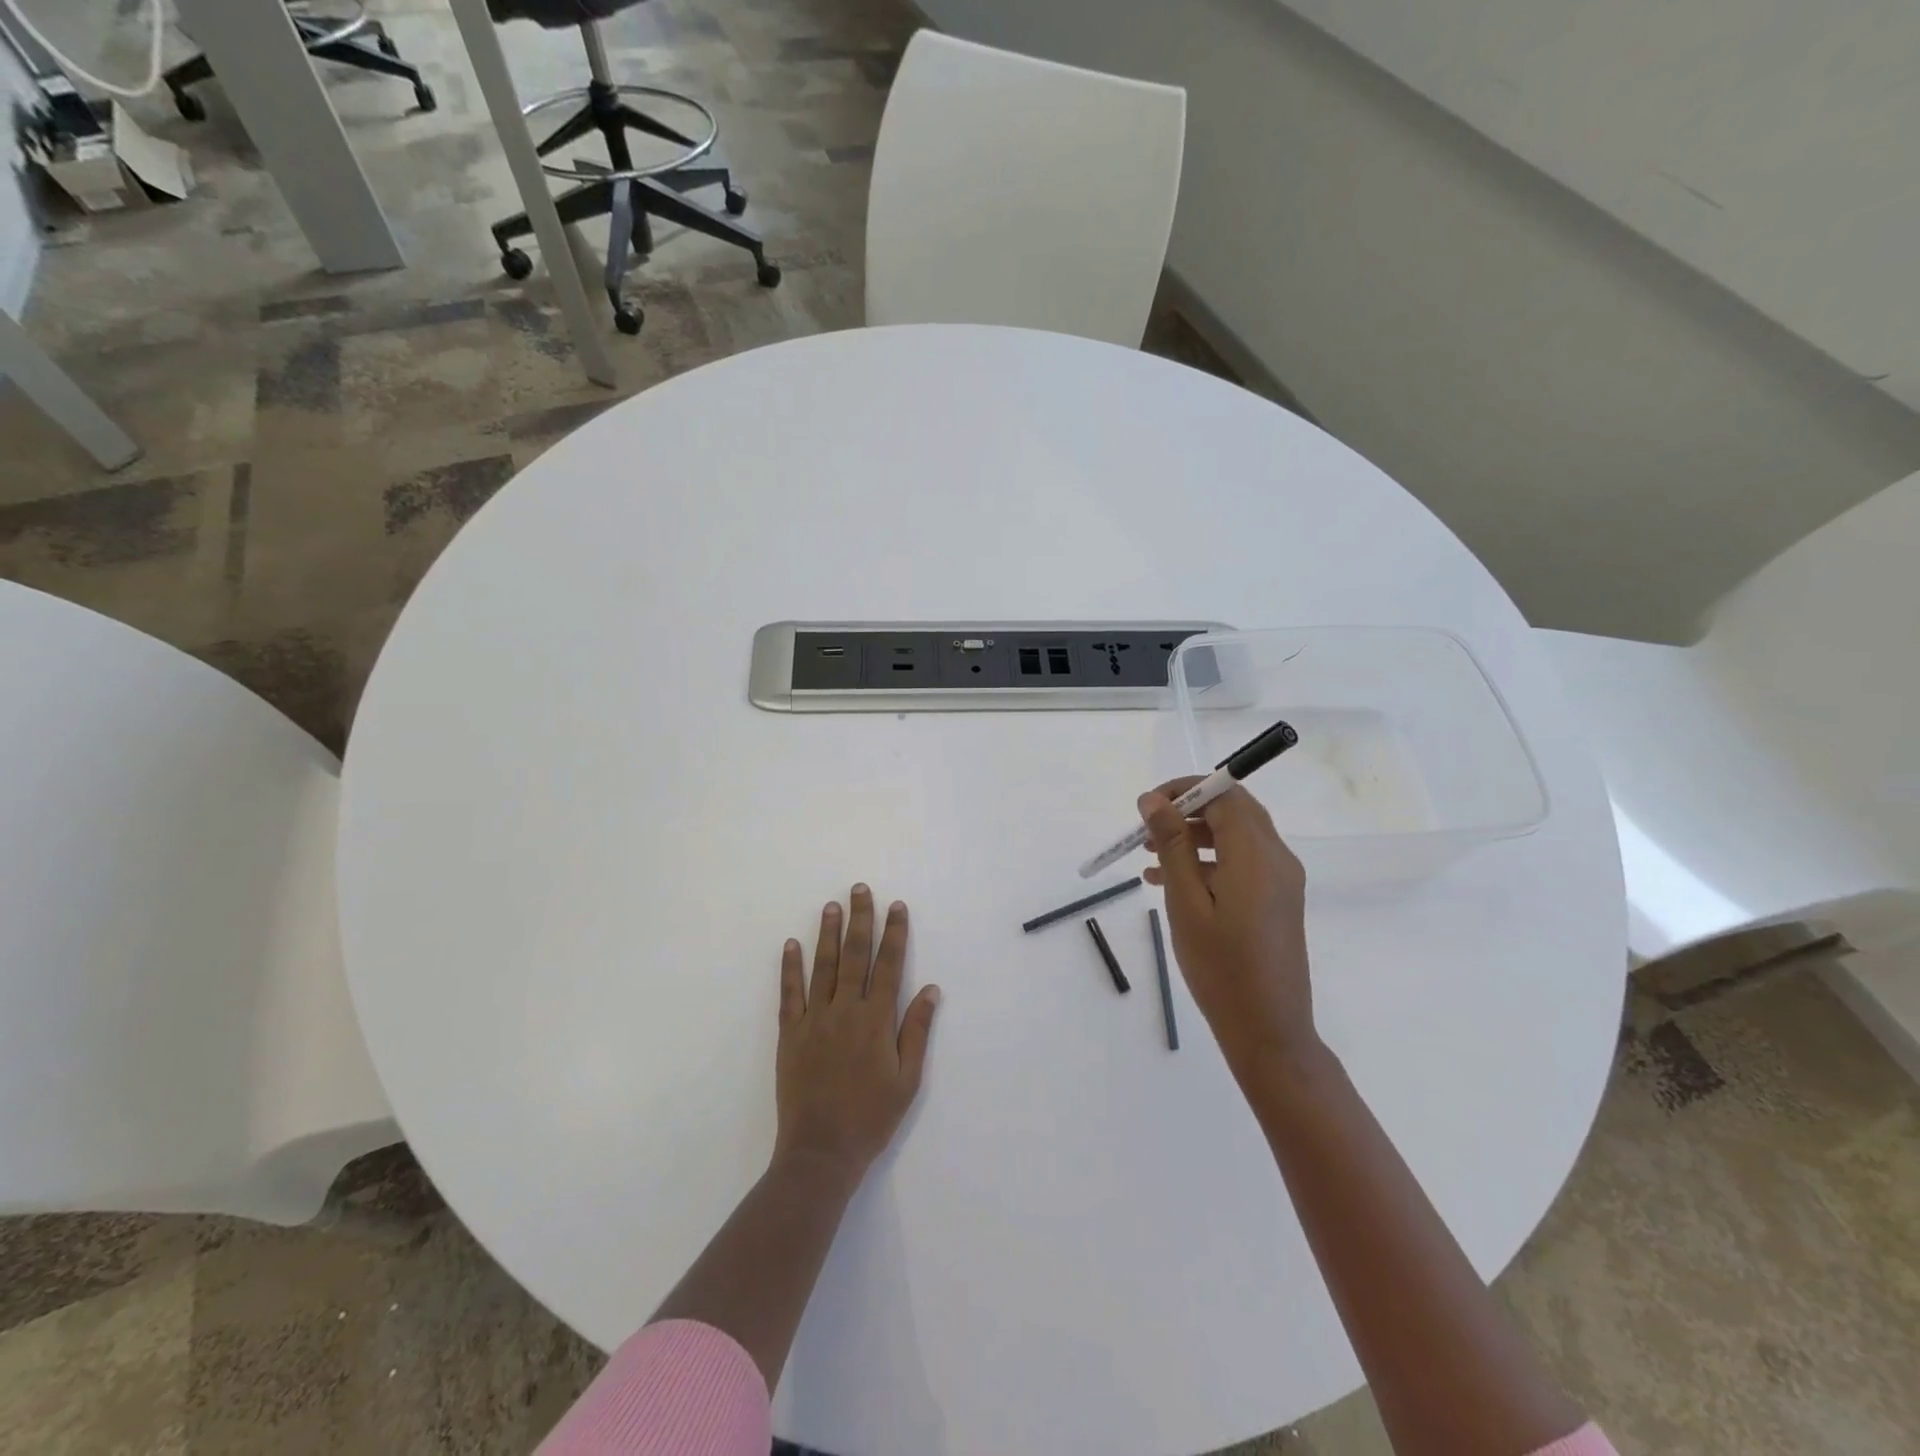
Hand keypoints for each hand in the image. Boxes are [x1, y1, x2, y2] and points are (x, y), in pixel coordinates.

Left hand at [774, 885, 940, 1184]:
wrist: (820, 1152)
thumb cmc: (871, 1118)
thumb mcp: (907, 1080)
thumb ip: (916, 1031)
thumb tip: (930, 989)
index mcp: (877, 1020)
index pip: (889, 966)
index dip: (894, 934)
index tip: (897, 906)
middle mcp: (846, 1010)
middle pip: (855, 955)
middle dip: (860, 920)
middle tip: (860, 889)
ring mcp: (814, 1020)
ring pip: (823, 966)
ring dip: (828, 933)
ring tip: (831, 906)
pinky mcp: (790, 1034)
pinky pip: (790, 993)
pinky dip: (790, 967)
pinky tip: (791, 944)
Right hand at [1138, 781, 1318, 1078]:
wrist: (1268, 1030)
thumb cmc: (1221, 967)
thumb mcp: (1186, 903)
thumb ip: (1172, 845)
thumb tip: (1153, 799)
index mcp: (1256, 855)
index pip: (1224, 795)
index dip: (1184, 790)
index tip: (1147, 806)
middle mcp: (1277, 858)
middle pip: (1233, 811)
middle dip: (1187, 811)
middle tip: (1147, 828)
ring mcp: (1281, 880)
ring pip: (1235, 836)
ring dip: (1193, 836)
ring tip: (1148, 856)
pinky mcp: (1277, 900)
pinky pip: (1241, 863)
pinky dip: (1207, 861)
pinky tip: (1168, 881)